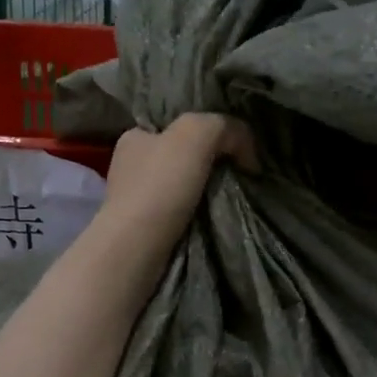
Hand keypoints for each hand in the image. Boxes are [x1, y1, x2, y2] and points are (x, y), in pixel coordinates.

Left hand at [97, 114, 255, 253]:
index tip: (230, 150)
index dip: (206, 134)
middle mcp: (129, 166)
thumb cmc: (160, 185)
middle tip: (237, 176)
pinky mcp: (142, 231)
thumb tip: (247, 151)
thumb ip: (225, 127)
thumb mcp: (197, 133)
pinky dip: (197, 218)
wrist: (137, 249)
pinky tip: (212, 222)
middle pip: (181, 158)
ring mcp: (133, 201)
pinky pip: (178, 216)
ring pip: (180, 189)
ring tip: (231, 202)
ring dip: (205, 195)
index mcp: (134, 137)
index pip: (175, 127)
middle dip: (208, 166)